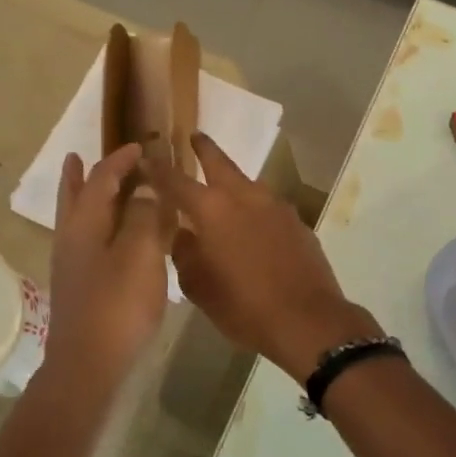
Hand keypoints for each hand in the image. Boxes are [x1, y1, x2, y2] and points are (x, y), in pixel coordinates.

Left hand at [41, 143, 173, 394]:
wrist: (89, 364)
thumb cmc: (117, 306)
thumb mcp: (140, 254)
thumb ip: (144, 216)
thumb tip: (144, 188)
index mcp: (85, 224)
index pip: (102, 180)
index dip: (120, 160)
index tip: (139, 146)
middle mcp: (72, 239)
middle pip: (74, 197)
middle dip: (79, 176)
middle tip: (77, 156)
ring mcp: (72, 266)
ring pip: (76, 220)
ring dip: (82, 199)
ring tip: (85, 185)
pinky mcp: (79, 288)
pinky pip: (87, 242)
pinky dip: (96, 227)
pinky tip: (110, 238)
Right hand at [150, 133, 380, 380]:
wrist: (308, 320)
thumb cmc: (244, 306)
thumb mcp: (200, 287)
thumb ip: (185, 254)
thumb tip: (184, 236)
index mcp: (212, 210)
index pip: (176, 181)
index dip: (159, 170)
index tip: (147, 159)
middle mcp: (244, 196)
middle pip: (220, 162)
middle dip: (204, 149)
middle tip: (194, 137)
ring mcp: (276, 206)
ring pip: (248, 184)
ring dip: (232, 181)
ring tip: (222, 189)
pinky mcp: (297, 222)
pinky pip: (268, 206)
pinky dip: (254, 208)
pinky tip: (252, 225)